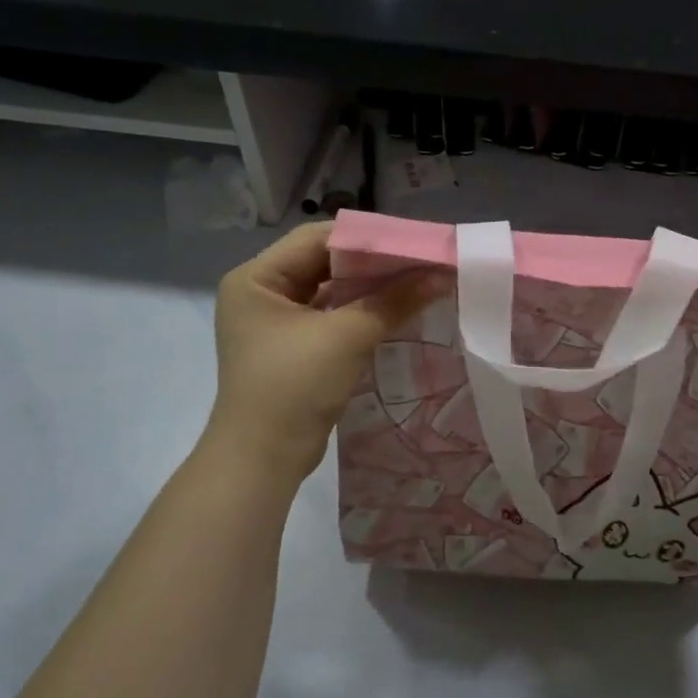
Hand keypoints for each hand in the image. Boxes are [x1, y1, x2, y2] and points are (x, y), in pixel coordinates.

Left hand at [208, 222, 443, 482]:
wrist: (263, 459)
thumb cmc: (294, 386)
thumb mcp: (347, 337)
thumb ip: (394, 301)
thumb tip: (441, 276)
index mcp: (256, 278)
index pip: (318, 239)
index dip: (368, 238)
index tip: (413, 242)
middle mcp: (261, 292)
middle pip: (325, 262)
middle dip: (374, 263)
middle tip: (422, 260)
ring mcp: (276, 321)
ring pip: (331, 290)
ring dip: (371, 288)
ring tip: (417, 281)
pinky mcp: (293, 347)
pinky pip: (332, 315)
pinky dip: (362, 311)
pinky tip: (397, 309)